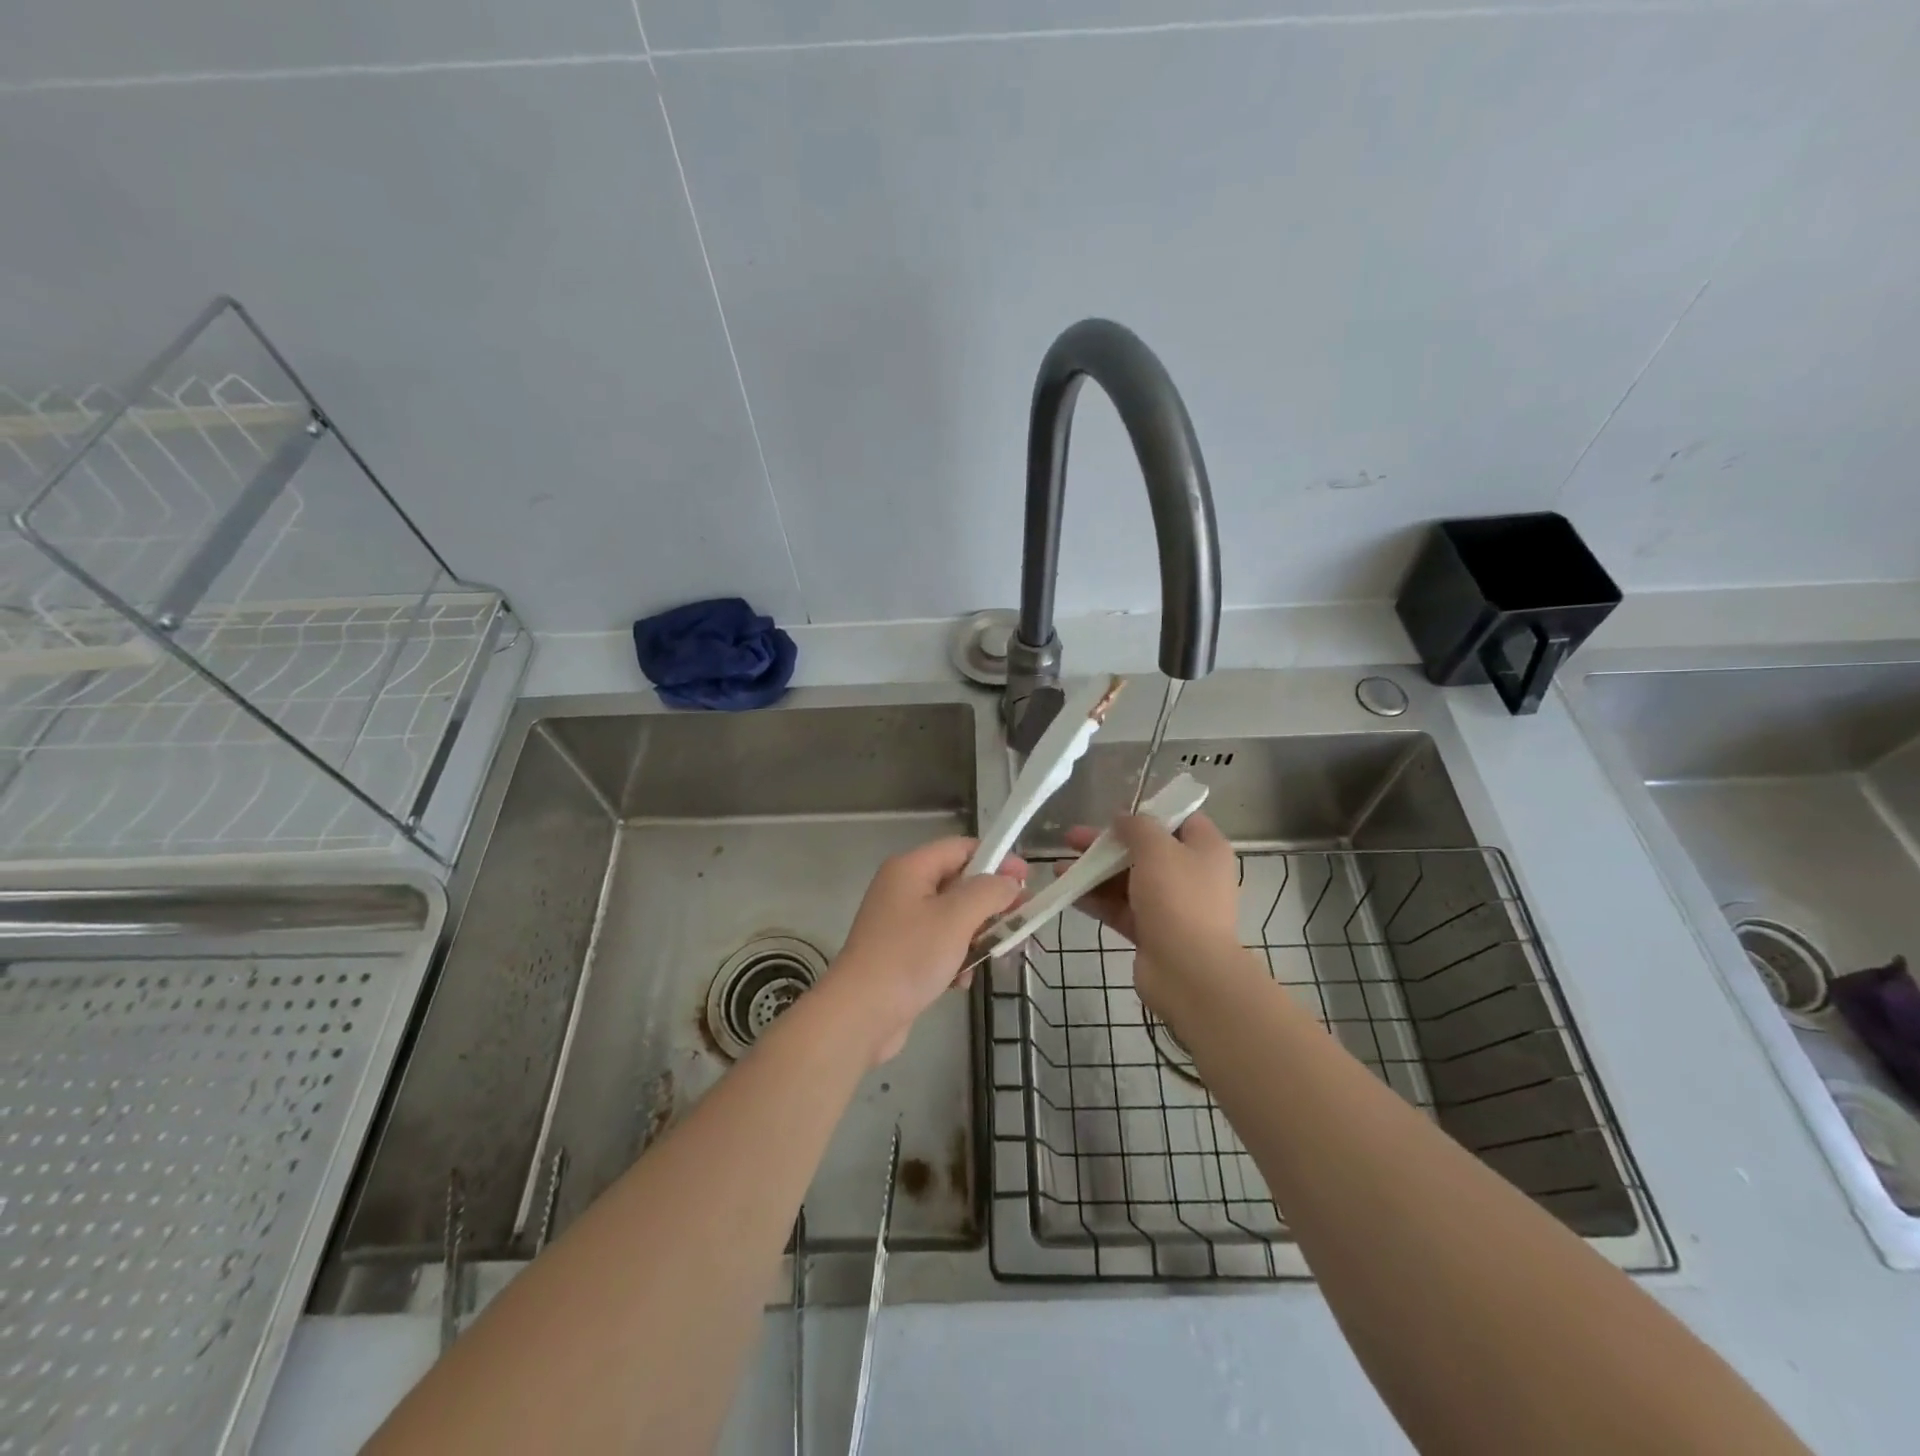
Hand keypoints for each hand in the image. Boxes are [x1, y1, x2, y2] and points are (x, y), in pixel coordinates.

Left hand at [822, 837, 1024, 1063]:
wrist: (860, 1015)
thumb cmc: (909, 957)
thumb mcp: (956, 918)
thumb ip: (989, 892)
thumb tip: (1010, 882)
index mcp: (911, 868)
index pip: (962, 848)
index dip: (997, 859)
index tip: (1027, 881)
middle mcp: (903, 889)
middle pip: (959, 883)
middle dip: (990, 904)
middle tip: (1020, 923)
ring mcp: (900, 923)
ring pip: (953, 918)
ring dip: (976, 936)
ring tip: (993, 957)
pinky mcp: (901, 954)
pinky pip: (940, 945)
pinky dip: (956, 959)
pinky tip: (960, 981)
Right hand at [1064, 812, 1243, 1018]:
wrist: (1188, 971)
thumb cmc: (1178, 899)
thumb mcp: (1157, 849)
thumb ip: (1138, 826)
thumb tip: (1124, 818)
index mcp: (1205, 849)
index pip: (1179, 820)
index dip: (1148, 812)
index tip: (1115, 813)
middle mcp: (1191, 874)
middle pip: (1144, 850)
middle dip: (1106, 844)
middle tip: (1071, 839)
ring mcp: (1171, 905)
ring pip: (1127, 880)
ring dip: (1094, 872)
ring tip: (1058, 868)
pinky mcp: (1152, 932)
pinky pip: (1120, 908)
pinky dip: (1096, 899)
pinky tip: (1067, 893)